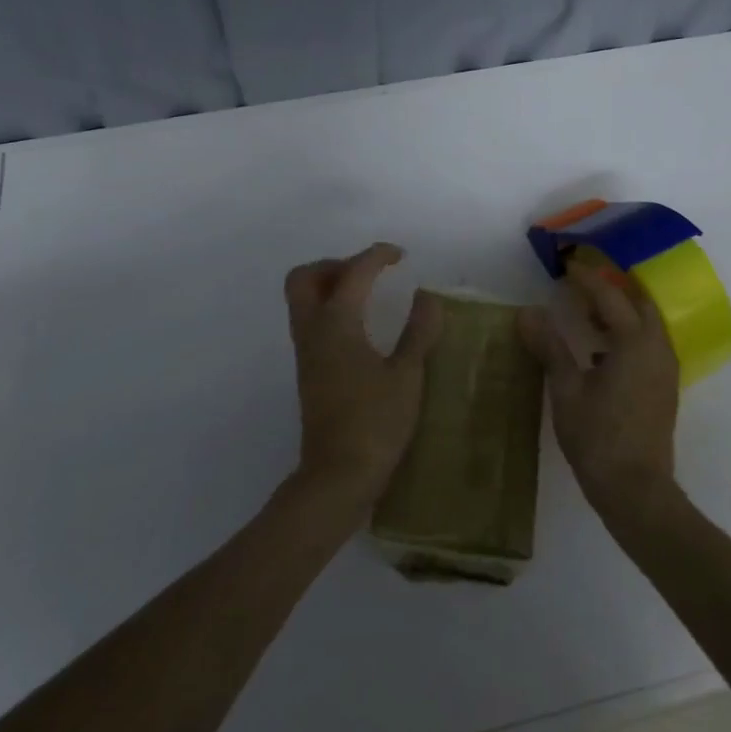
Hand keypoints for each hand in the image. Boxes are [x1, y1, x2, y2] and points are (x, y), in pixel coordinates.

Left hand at [283, 243, 442, 519]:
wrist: (338, 475)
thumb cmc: (376, 422)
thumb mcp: (407, 374)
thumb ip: (419, 331)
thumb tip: (427, 297)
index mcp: (337, 324)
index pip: (353, 272)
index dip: (377, 256)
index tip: (400, 256)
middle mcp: (313, 331)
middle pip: (305, 278)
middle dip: (335, 264)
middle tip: (369, 273)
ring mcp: (306, 353)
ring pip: (302, 300)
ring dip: (329, 286)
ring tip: (368, 295)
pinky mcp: (308, 371)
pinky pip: (310, 322)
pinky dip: (330, 309)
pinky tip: (361, 327)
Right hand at [518, 261, 680, 517]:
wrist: (636, 490)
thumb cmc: (598, 437)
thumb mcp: (567, 390)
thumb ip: (550, 347)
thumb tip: (528, 312)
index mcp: (634, 342)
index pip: (610, 297)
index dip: (587, 279)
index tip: (567, 266)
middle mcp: (657, 348)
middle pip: (639, 303)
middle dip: (613, 289)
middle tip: (582, 285)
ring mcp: (665, 369)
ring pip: (647, 325)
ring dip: (621, 313)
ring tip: (588, 314)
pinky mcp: (664, 388)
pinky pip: (649, 345)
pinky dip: (627, 336)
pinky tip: (601, 352)